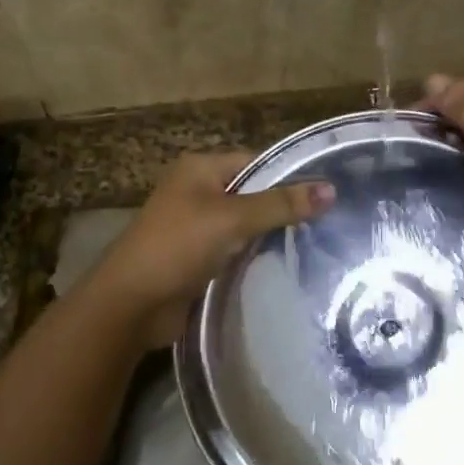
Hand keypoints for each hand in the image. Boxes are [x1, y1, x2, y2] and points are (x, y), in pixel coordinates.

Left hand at [84, 152, 335, 347]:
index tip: (327, 193)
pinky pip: (234, 251)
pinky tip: (285, 266)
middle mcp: (197, 192)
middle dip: (283, 208)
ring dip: (269, 236)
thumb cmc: (178, 246)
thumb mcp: (232, 219)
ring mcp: (195, 227)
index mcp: (200, 169)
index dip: (288, 175)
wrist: (132, 303)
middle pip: (251, 193)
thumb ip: (280, 204)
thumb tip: (331, 189)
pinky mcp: (198, 259)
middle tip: (328, 222)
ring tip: (316, 244)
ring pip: (244, 225)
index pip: (255, 161)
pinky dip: (254, 257)